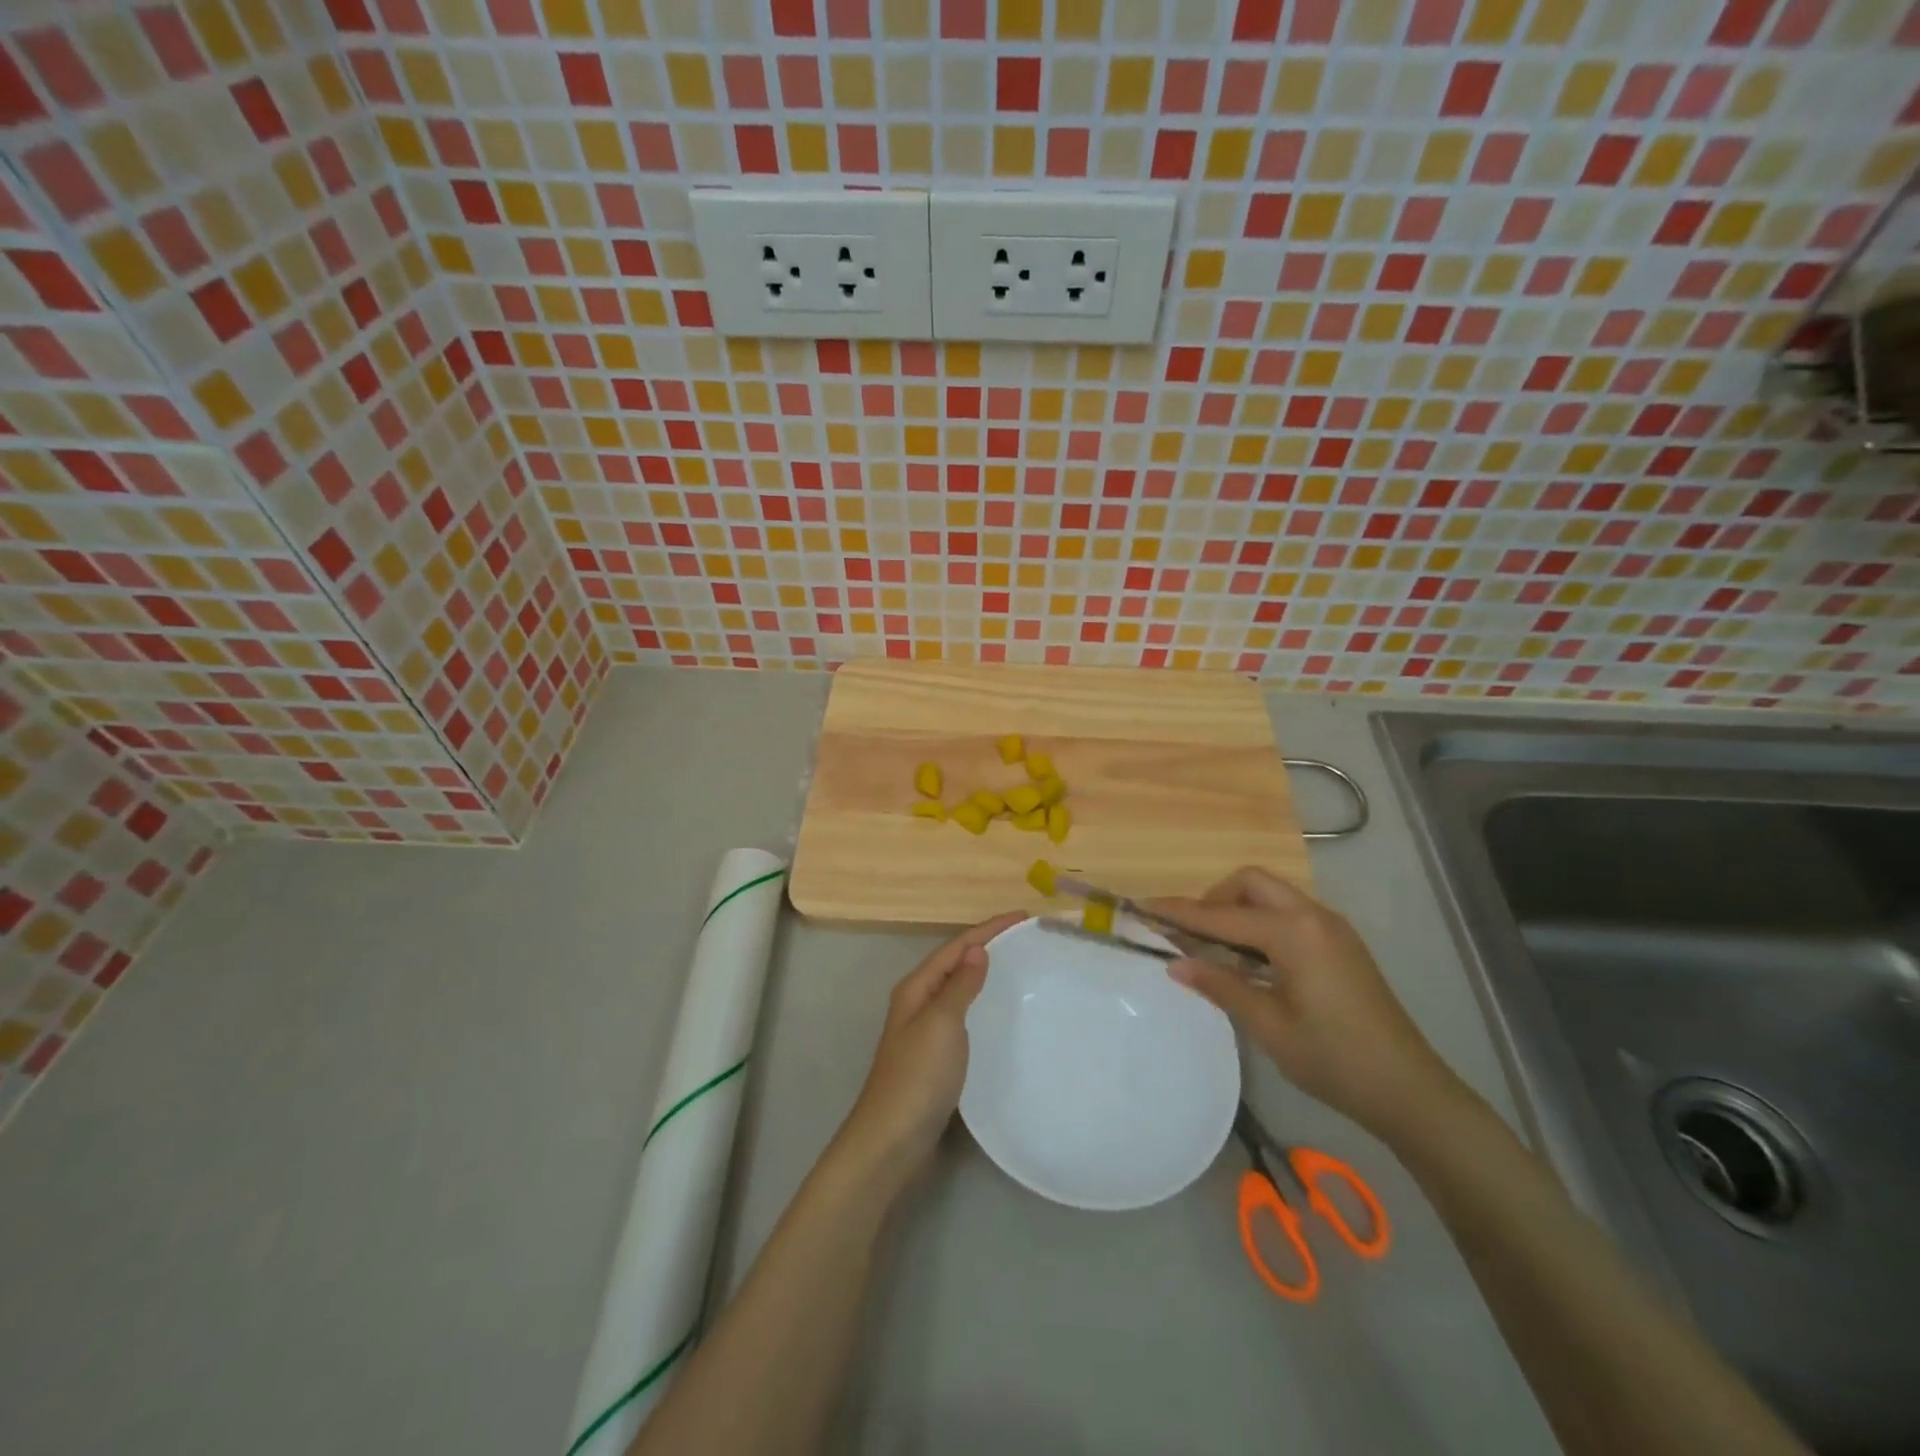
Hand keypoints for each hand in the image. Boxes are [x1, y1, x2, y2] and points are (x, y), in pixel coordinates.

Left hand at [837, 912, 1025, 1178]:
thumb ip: (960, 985)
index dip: (989, 929)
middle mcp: (918, 1003)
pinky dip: (982, 1005)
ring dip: (984, 974)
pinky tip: (1001, 1015)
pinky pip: (963, 1017)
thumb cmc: (918, 1076)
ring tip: (1019, 968)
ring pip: (959, 989)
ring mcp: (925, 1031)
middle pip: (955, 963)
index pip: (956, 946)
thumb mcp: (941, 1023)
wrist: (892, 1140)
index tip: (1024, 917)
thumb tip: (977, 949)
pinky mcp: (935, 1057)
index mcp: (916, 988)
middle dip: (987, 946)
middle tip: (1026, 940)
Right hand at [1146, 868, 1463, 1143]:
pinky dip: (1261, 921)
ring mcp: (1331, 927)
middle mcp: (1312, 915)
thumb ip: (1219, 985)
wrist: (1409, 1090)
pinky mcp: (1340, 942)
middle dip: (1214, 898)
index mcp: (1292, 932)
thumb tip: (1174, 963)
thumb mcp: (1267, 1025)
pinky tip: (1251, 959)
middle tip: (1190, 934)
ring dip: (1238, 908)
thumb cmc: (1333, 1059)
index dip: (1179, 912)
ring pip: (1271, 894)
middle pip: (1250, 882)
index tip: (1143, 907)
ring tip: (1215, 948)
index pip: (1221, 915)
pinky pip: (1289, 913)